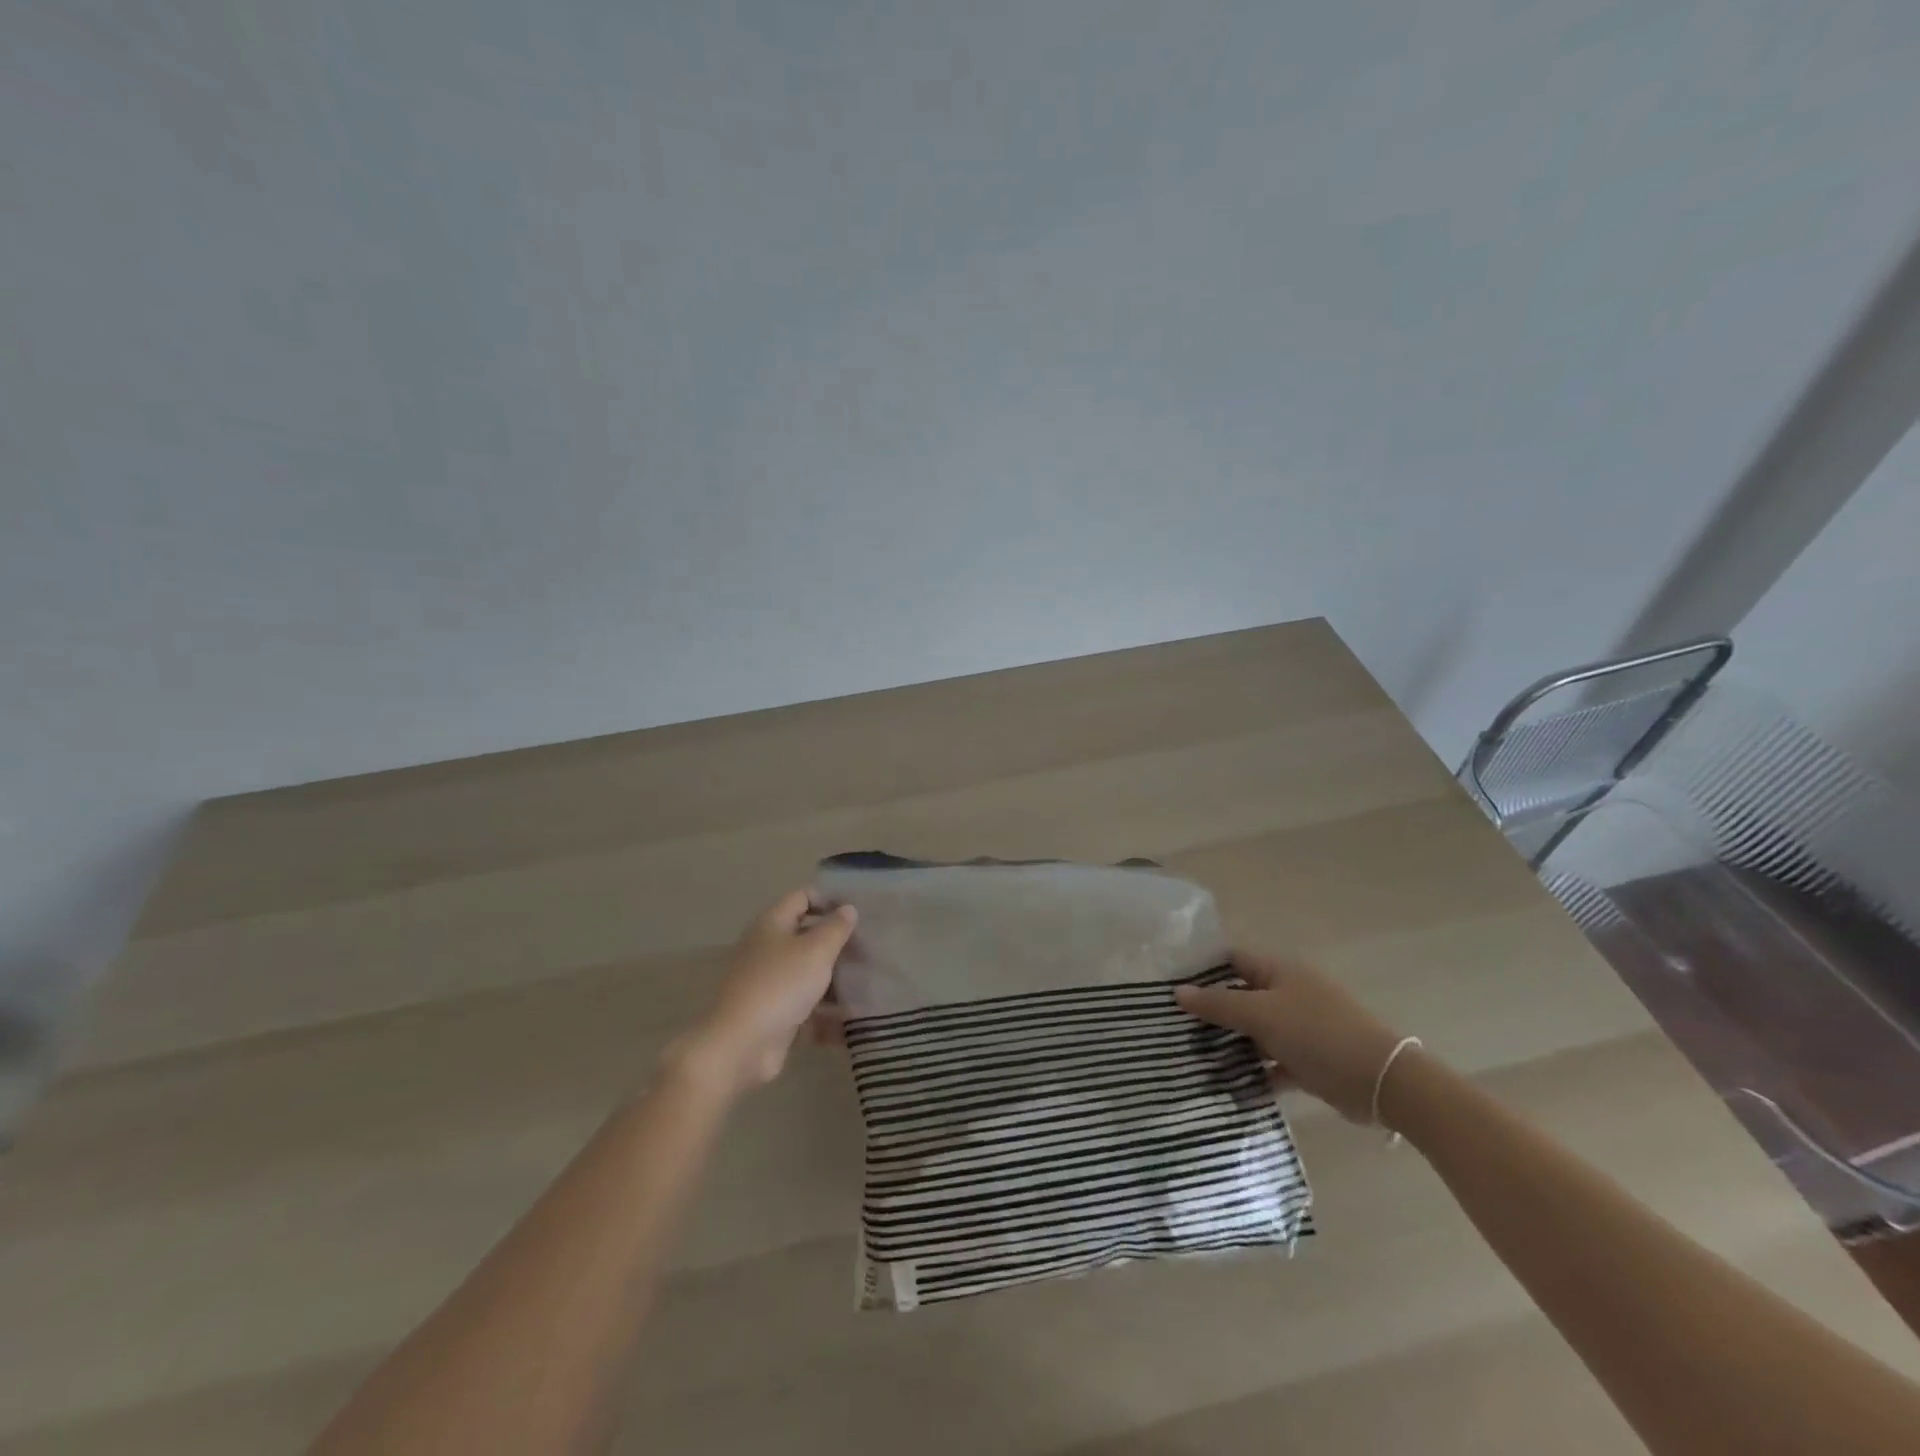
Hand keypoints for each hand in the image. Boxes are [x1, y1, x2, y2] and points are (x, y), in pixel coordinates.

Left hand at [676, 890, 857, 1095]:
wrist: (741, 1046)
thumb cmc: (780, 985)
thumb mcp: (815, 950)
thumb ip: (835, 928)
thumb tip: (848, 909)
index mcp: (772, 925)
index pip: (801, 898)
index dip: (828, 900)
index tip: (857, 913)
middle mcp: (768, 950)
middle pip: (807, 938)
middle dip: (838, 944)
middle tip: (869, 950)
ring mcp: (770, 985)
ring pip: (809, 976)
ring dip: (837, 981)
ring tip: (870, 985)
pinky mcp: (775, 1016)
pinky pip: (808, 1011)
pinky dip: (829, 1016)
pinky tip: (855, 1023)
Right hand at [1176, 949, 1406, 1122]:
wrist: (1382, 1082)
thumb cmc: (1317, 1034)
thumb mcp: (1261, 1015)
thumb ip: (1219, 1004)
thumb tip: (1178, 992)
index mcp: (1279, 971)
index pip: (1232, 960)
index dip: (1202, 970)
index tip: (1170, 986)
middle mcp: (1288, 993)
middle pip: (1240, 996)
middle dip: (1211, 1012)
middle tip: (1174, 1026)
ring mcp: (1300, 1028)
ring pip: (1255, 1031)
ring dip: (1230, 1044)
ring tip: (1192, 1057)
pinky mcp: (1309, 1060)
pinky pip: (1271, 1062)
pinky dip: (1253, 1072)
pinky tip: (1227, 1085)